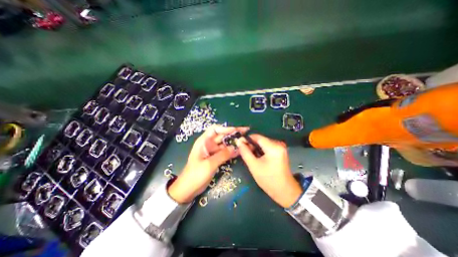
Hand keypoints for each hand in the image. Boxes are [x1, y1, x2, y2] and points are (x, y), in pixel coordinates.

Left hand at [168, 124, 248, 202]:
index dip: (226, 128)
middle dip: (233, 134)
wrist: (188, 189)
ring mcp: (213, 151)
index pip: (215, 129)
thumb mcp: (209, 164)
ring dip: (234, 143)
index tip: (236, 130)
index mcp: (204, 141)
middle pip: (222, 136)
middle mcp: (209, 144)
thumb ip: (222, 155)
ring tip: (245, 142)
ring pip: (225, 144)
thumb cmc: (195, 175)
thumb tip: (235, 148)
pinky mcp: (216, 158)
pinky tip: (240, 151)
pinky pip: (225, 152)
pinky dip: (232, 151)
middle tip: (245, 133)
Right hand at [236, 134, 302, 208]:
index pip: (257, 137)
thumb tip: (238, 142)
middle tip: (243, 152)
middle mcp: (278, 144)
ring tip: (249, 156)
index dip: (247, 139)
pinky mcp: (280, 151)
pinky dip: (260, 151)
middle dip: (251, 144)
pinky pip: (267, 147)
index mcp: (273, 147)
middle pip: (260, 140)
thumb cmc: (268, 180)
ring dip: (255, 148)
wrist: (284, 192)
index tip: (239, 143)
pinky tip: (256, 157)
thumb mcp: (254, 166)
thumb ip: (245, 152)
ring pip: (263, 143)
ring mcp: (280, 148)